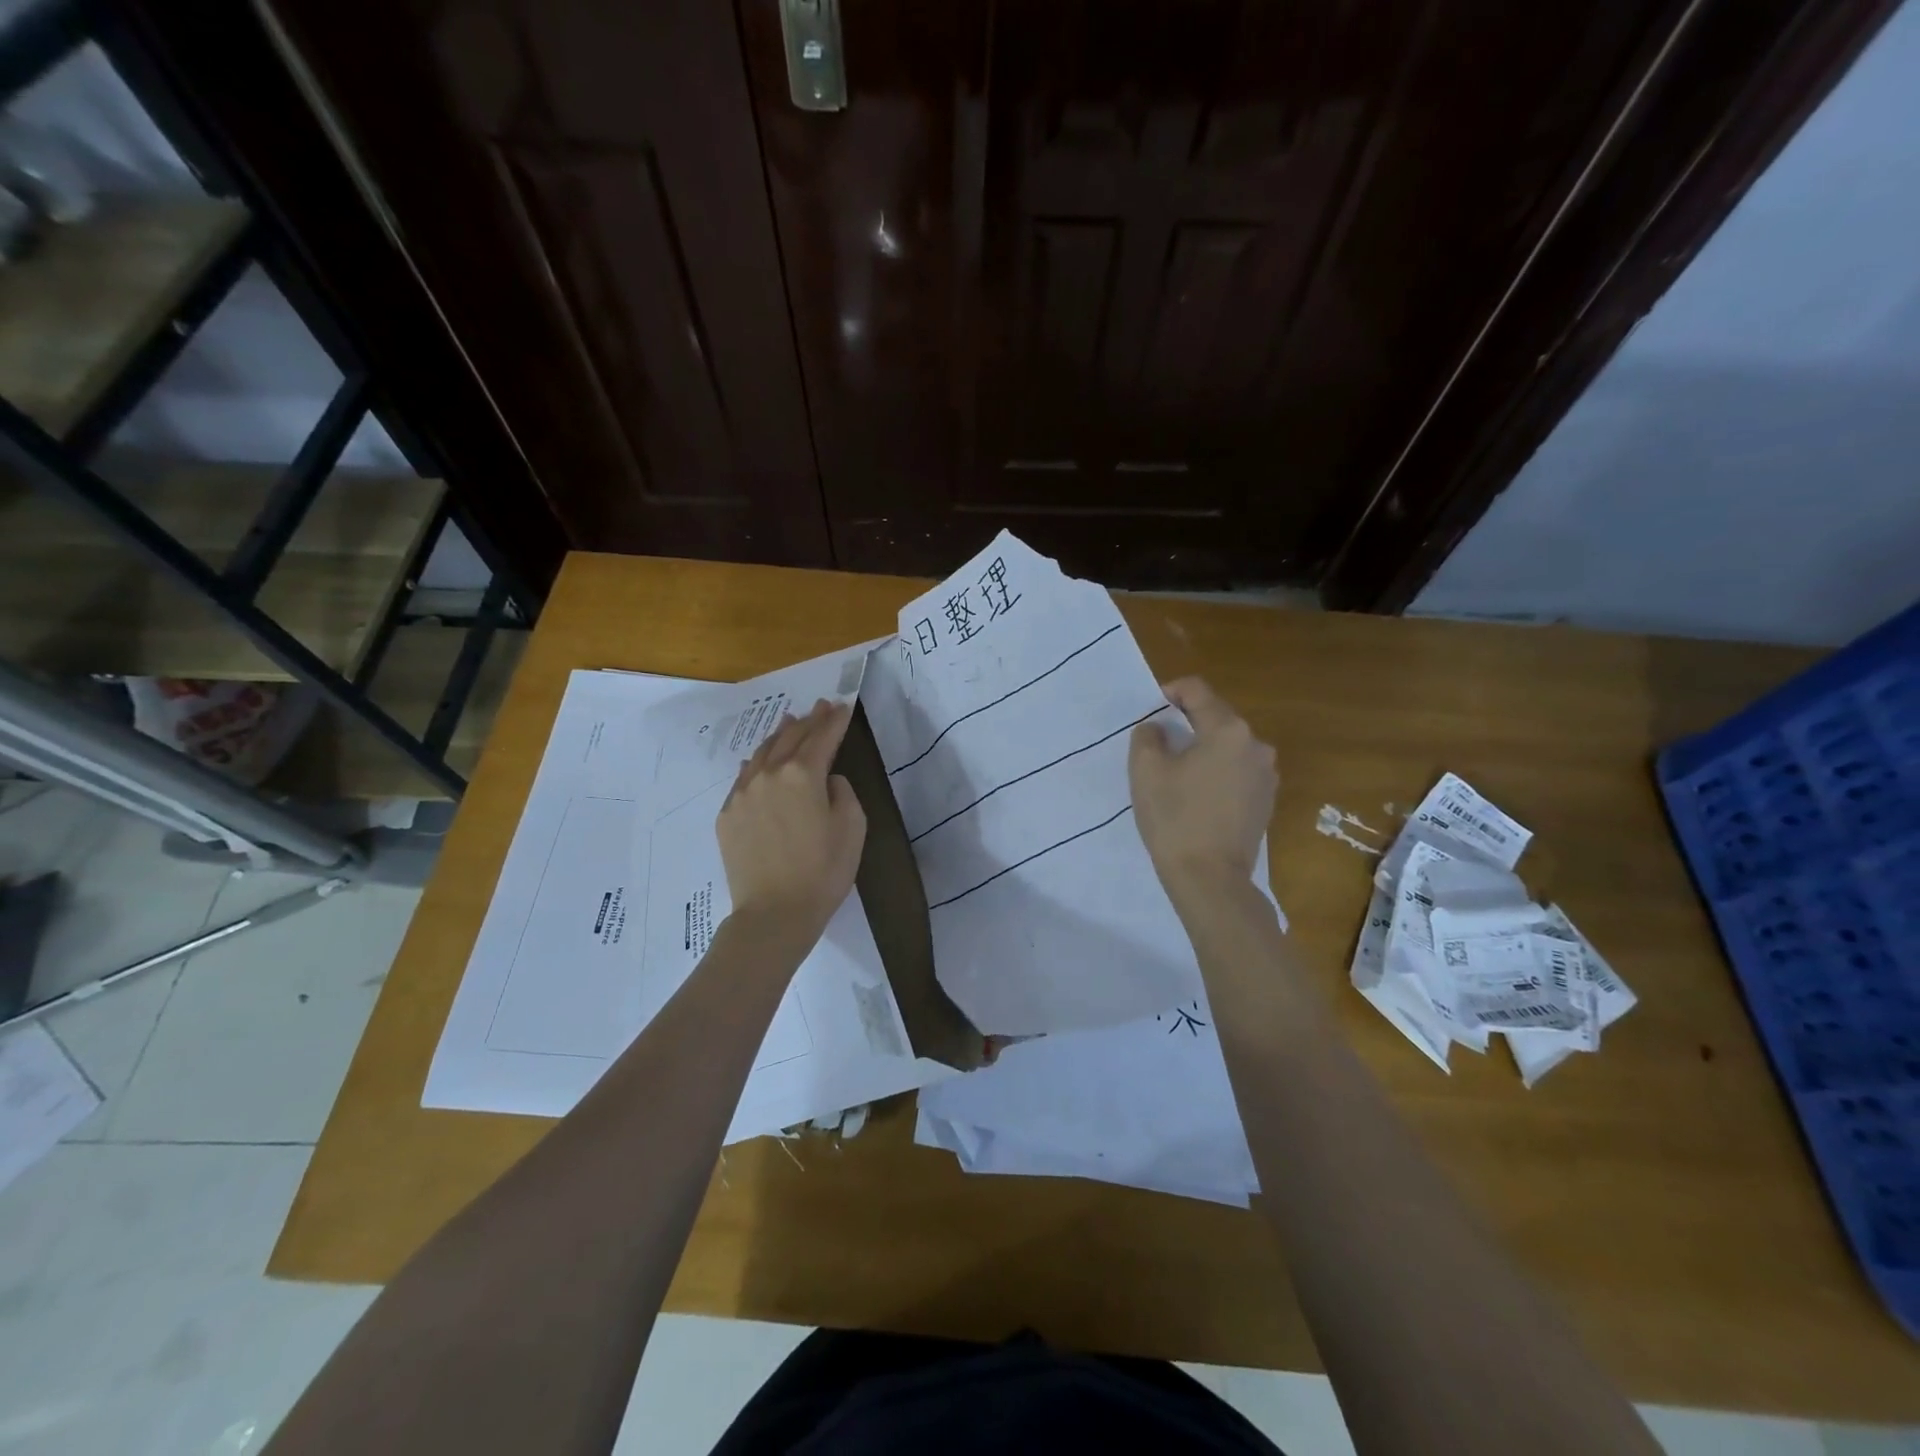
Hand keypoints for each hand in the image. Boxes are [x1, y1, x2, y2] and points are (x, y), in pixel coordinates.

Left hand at [717, 699, 866, 943]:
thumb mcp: (852, 828)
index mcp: (804, 775)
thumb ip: (843, 792)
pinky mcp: (728, 814)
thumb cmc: (823, 872)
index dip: (835, 720)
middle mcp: (769, 775)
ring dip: (779, 735)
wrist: (773, 913)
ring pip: (762, 753)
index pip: (823, 737)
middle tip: (821, 706)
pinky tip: (758, 759)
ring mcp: (743, 793)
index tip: (843, 705)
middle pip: (791, 738)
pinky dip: (755, 762)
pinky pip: (743, 777)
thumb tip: (828, 781)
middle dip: (809, 720)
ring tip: (790, 722)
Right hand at [1129, 677, 1276, 900]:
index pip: (1198, 691)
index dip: (1172, 690)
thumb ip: (1147, 737)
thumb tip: (1157, 728)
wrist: (1210, 878)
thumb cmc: (1175, 819)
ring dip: (1204, 748)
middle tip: (1159, 740)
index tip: (1153, 705)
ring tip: (1178, 769)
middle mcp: (1255, 745)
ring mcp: (1266, 774)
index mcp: (1228, 730)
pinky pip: (1237, 770)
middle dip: (1188, 721)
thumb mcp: (1146, 771)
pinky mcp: (1266, 800)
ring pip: (1228, 746)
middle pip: (1217, 717)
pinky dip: (1217, 771)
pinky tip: (1198, 793)